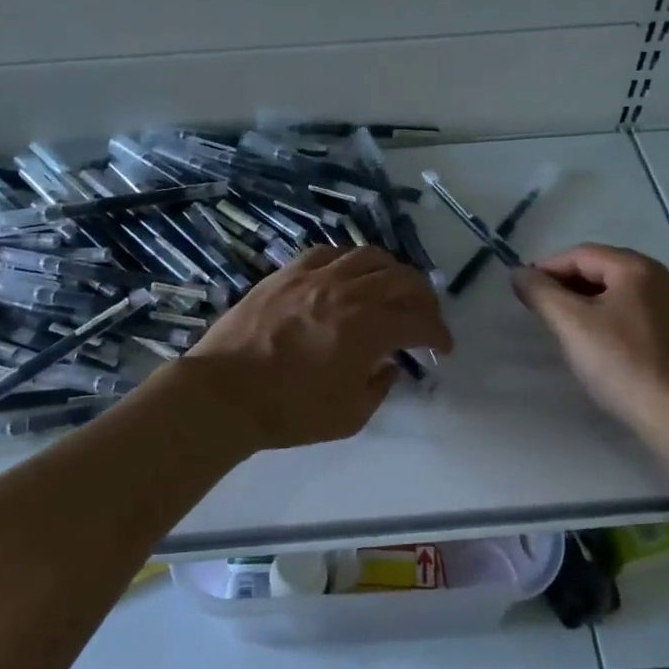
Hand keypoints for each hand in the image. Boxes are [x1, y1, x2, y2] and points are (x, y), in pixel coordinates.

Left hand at [181, 246, 452, 453]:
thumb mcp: (350, 416)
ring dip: (392, 271)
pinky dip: (350, 261)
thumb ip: (380, 386)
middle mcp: (349, 292)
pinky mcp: (289, 272)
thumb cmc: (290, 411)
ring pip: (369, 256)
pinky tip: (349, 275)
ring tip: (393, 288)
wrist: (225, 392)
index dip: (439, 333)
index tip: (443, 348)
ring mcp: (317, 276)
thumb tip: (389, 365)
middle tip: (425, 316)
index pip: (420, 321)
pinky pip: (330, 252)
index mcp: (369, 328)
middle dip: (424, 298)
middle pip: (402, 279)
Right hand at [511, 244, 668, 435]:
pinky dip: (620, 320)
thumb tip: (519, 273)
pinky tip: (610, 346)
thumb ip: (541, 293)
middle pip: (607, 270)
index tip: (525, 289)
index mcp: (638, 269)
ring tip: (572, 327)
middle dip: (571, 284)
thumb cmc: (621, 364)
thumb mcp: (570, 325)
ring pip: (627, 294)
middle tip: (545, 308)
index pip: (582, 254)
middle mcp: (665, 279)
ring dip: (594, 302)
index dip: (548, 267)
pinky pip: (646, 316)